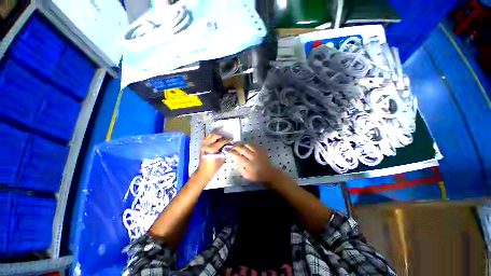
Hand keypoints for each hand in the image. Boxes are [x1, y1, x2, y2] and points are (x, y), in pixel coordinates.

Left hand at [196, 133, 230, 180]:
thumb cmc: (213, 167)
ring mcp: (203, 145)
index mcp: (211, 149)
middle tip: (226, 139)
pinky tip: (216, 140)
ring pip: (210, 135)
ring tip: (221, 139)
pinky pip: (207, 138)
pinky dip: (212, 137)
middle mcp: (206, 145)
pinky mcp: (202, 146)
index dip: (227, 140)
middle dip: (221, 136)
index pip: (221, 141)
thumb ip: (225, 151)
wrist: (203, 172)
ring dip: (216, 135)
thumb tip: (230, 145)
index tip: (232, 139)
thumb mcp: (222, 159)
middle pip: (214, 135)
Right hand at [230, 143, 277, 183]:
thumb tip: (236, 160)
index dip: (233, 153)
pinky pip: (253, 144)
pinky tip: (245, 145)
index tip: (229, 151)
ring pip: (248, 145)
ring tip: (238, 144)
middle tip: (232, 146)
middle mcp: (253, 157)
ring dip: (242, 144)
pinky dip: (248, 144)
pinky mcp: (261, 150)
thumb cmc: (257, 176)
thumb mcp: (247, 176)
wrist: (269, 172)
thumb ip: (240, 168)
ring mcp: (258, 152)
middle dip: (236, 147)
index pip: (239, 157)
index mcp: (249, 164)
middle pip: (242, 149)